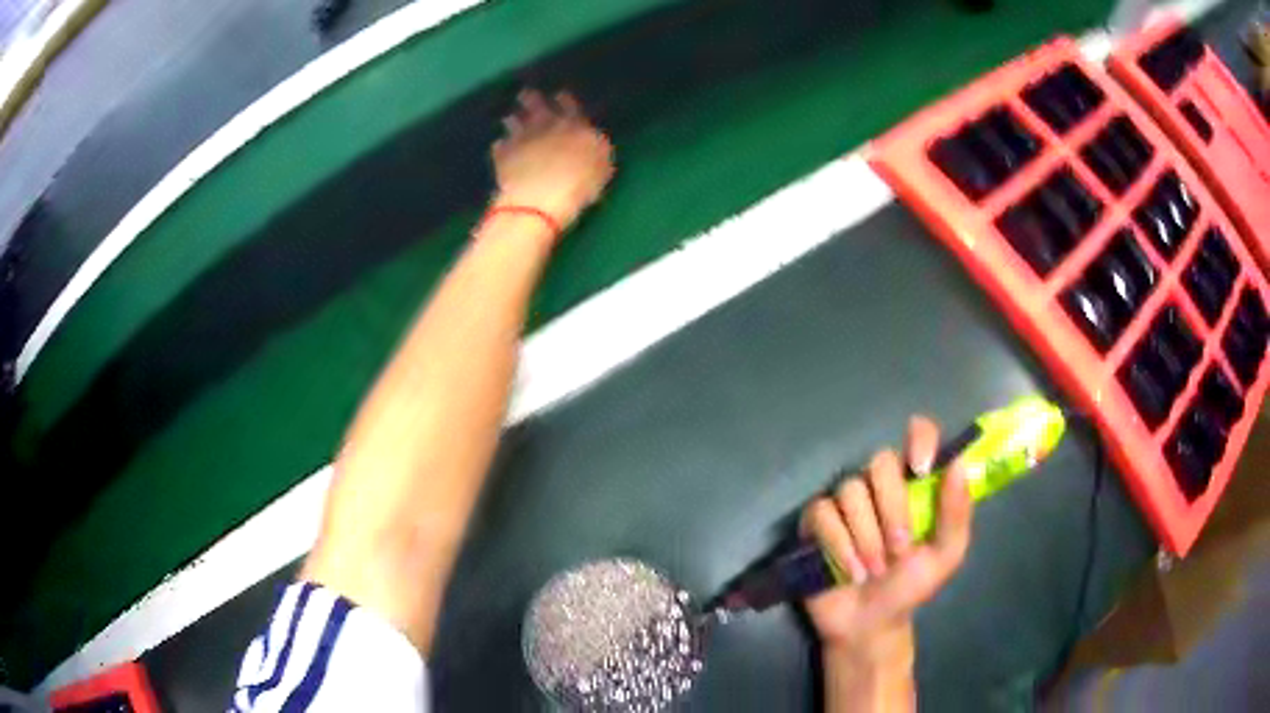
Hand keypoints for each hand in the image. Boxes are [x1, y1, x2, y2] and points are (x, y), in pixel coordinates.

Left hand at [492, 89, 614, 233]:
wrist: (540, 199)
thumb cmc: (579, 184)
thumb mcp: (602, 166)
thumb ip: (597, 149)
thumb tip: (595, 139)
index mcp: (573, 126)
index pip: (570, 108)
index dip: (565, 101)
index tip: (559, 94)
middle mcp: (545, 126)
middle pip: (536, 107)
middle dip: (531, 99)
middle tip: (525, 93)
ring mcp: (520, 139)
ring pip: (514, 123)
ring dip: (512, 120)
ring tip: (509, 118)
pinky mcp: (502, 157)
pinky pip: (499, 146)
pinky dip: (500, 145)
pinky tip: (499, 145)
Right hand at [802, 416, 973, 670]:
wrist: (869, 624)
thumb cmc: (910, 587)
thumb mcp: (945, 556)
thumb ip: (956, 514)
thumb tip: (959, 465)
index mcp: (915, 485)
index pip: (919, 435)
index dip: (919, 440)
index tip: (921, 469)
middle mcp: (880, 485)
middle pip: (880, 463)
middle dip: (892, 511)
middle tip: (899, 550)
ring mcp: (845, 501)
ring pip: (851, 491)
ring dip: (866, 538)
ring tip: (873, 570)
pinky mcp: (816, 521)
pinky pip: (823, 513)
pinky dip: (839, 545)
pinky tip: (849, 571)